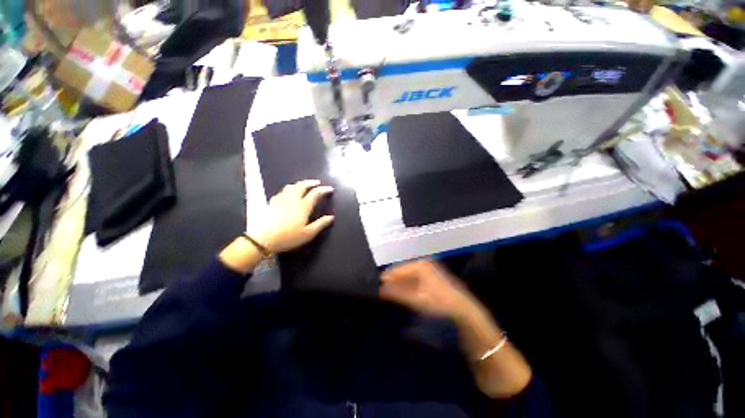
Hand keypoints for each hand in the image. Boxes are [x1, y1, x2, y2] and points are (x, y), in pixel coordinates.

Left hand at [251, 180, 334, 252]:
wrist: (262, 239)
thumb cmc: (287, 237)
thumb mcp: (307, 234)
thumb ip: (320, 224)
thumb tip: (331, 217)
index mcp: (303, 207)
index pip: (315, 194)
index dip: (323, 190)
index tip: (330, 189)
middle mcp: (293, 200)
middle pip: (302, 186)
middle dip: (311, 183)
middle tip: (317, 182)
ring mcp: (281, 200)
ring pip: (291, 187)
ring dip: (300, 183)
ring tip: (304, 184)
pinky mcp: (272, 203)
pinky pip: (282, 191)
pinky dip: (289, 189)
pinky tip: (288, 192)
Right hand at [380, 260, 478, 319]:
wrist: (461, 308)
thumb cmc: (438, 302)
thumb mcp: (416, 299)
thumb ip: (397, 294)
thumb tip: (381, 290)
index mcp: (420, 265)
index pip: (399, 270)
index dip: (388, 277)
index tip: (378, 283)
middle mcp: (423, 263)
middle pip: (403, 271)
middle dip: (393, 280)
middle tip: (382, 288)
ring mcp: (428, 267)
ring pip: (409, 274)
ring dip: (400, 282)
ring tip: (390, 290)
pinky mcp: (431, 274)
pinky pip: (415, 277)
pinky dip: (407, 283)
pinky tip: (402, 290)